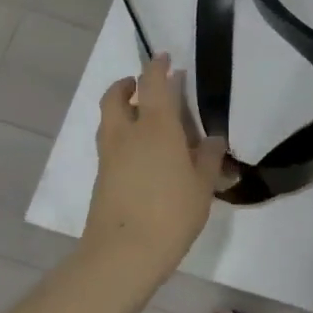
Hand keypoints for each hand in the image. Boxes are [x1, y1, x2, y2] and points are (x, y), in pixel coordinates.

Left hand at [85, 54, 226, 282]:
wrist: (122, 255)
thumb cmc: (170, 213)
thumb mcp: (202, 185)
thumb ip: (208, 157)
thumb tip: (211, 140)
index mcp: (155, 125)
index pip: (152, 83)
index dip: (157, 67)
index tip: (165, 58)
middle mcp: (127, 133)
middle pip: (116, 96)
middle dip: (126, 84)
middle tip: (142, 86)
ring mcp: (109, 156)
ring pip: (109, 120)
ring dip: (121, 110)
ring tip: (143, 119)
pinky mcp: (101, 178)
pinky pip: (110, 144)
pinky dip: (122, 137)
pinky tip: (142, 155)